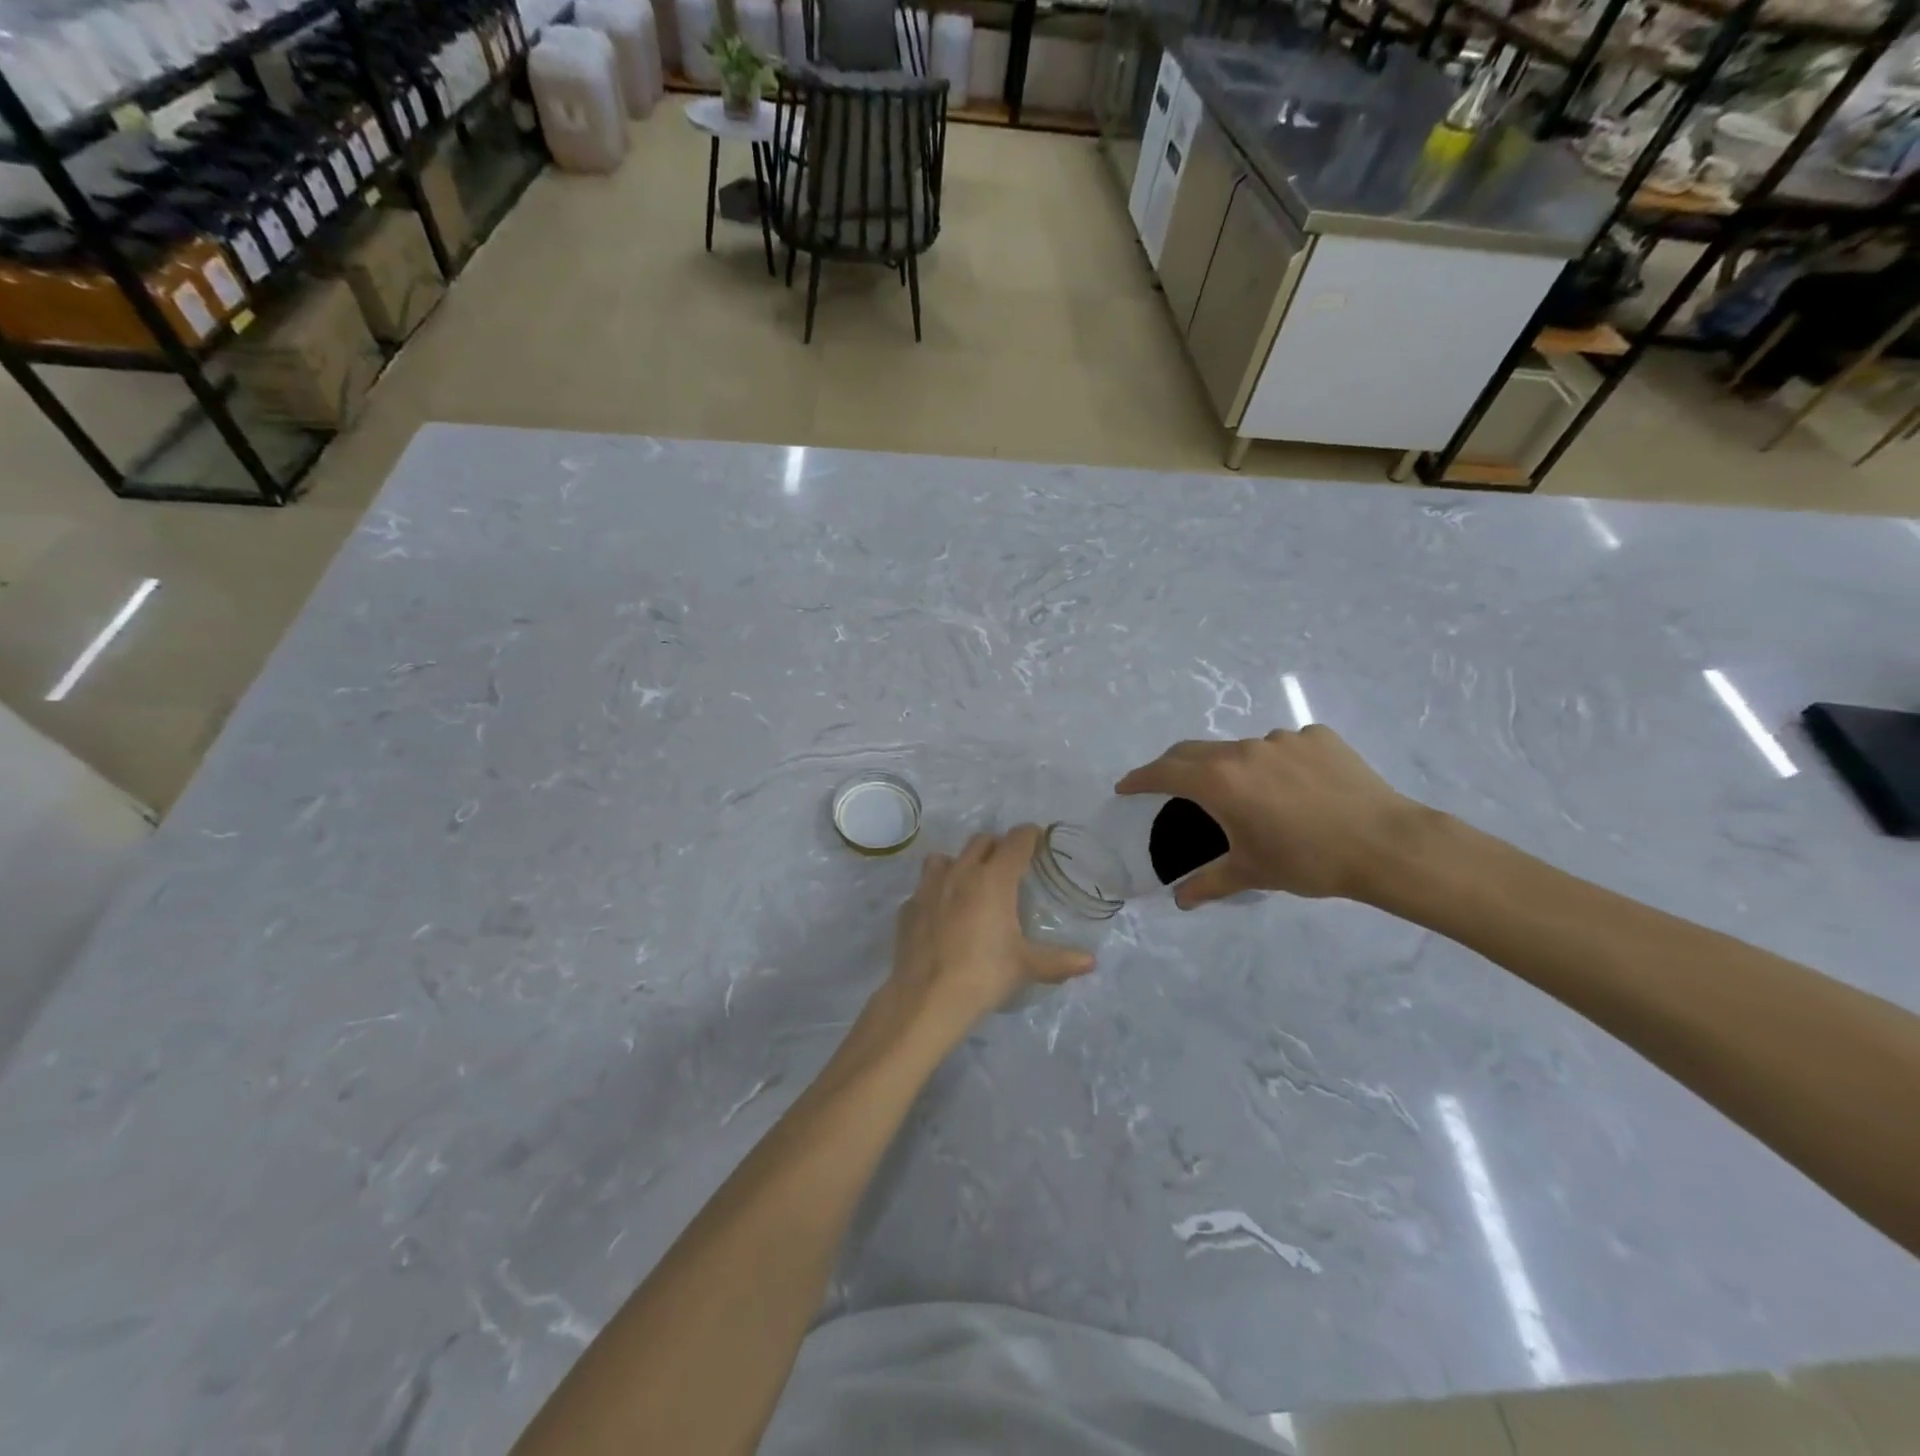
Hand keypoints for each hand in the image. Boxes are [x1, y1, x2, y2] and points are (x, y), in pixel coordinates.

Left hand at [886, 826, 1094, 1033]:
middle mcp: (960, 872)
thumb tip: (1090, 961)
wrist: (927, 998)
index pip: (1016, 841)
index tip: (1037, 839)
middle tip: (1008, 865)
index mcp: (994, 879)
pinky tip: (941, 915)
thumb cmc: (984, 974)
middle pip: (981, 841)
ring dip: (960, 862)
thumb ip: (1059, 960)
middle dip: (997, 846)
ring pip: (945, 857)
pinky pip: (924, 888)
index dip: (1029, 835)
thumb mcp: (1026, 966)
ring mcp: (929, 887)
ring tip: (969, 884)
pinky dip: (936, 893)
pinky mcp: (908, 907)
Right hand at [1116, 726, 1429, 907]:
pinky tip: (1298, 790)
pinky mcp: (1317, 737)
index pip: (1164, 771)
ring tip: (1254, 798)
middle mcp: (1243, 750)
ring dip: (1234, 769)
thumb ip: (1208, 883)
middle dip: (1176, 767)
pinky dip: (1277, 765)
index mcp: (1219, 780)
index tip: (1125, 787)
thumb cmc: (1307, 861)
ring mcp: (1282, 739)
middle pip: (1195, 751)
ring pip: (1243, 750)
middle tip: (1170, 786)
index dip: (1140, 778)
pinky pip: (1284, 748)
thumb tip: (1179, 901)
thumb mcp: (1251, 873)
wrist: (1385, 845)